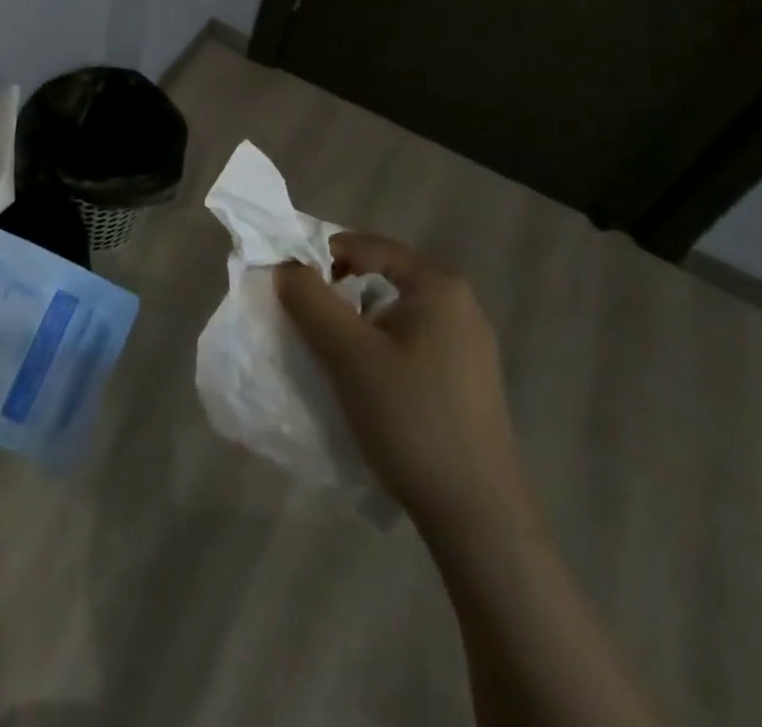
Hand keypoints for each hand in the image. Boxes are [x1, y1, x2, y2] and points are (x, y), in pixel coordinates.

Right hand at [276, 234, 530, 541]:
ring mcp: (468, 343)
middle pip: (381, 275)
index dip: (321, 255)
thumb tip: (284, 266)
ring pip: (393, 311)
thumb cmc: (410, 418)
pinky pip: (410, 339)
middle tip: (305, 318)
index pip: (366, 245)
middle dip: (337, 291)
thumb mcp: (347, 353)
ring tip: (329, 351)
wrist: (477, 516)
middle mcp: (460, 304)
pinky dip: (378, 345)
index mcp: (438, 286)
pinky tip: (364, 379)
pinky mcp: (466, 378)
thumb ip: (309, 299)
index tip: (289, 283)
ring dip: (355, 321)